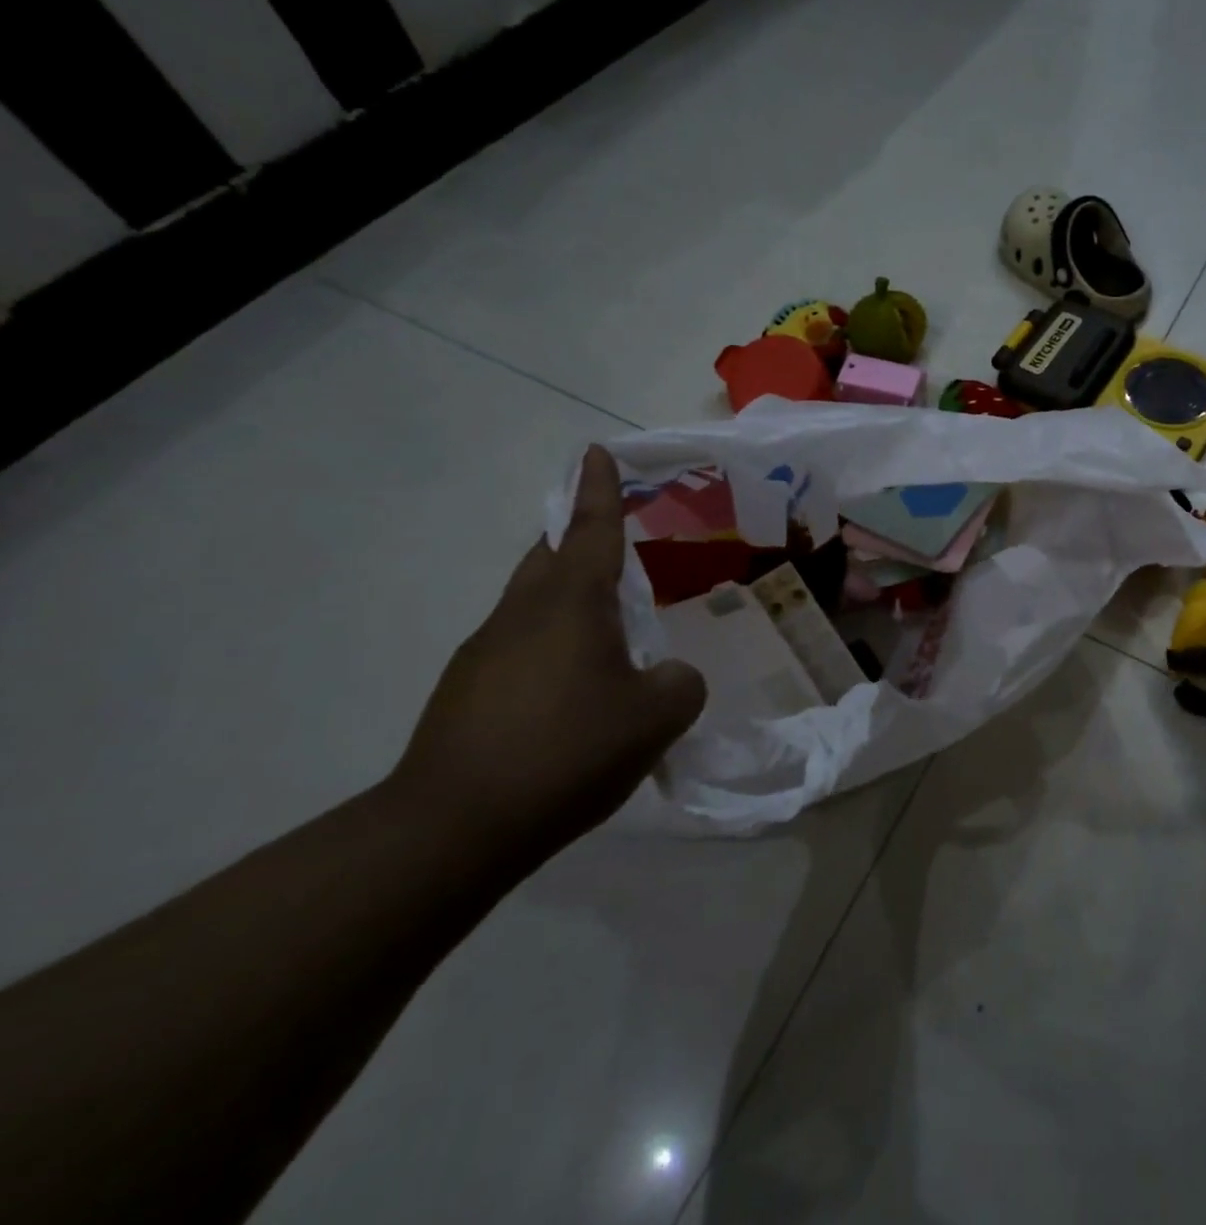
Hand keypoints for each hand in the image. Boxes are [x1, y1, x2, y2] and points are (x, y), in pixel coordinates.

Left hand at [389, 445, 706, 861]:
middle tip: (607, 541)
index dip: (598, 489)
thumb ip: (680, 685)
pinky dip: (548, 648)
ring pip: (530, 603)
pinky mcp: (465, 692)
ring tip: (604, 633)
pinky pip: (517, 647)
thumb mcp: (656, 719)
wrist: (453, 827)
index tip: (593, 451)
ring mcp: (484, 652)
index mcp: (570, 604)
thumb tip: (670, 677)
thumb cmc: (567, 751)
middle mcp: (522, 614)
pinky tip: (570, 694)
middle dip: (576, 538)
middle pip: (549, 557)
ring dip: (565, 599)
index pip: (590, 530)